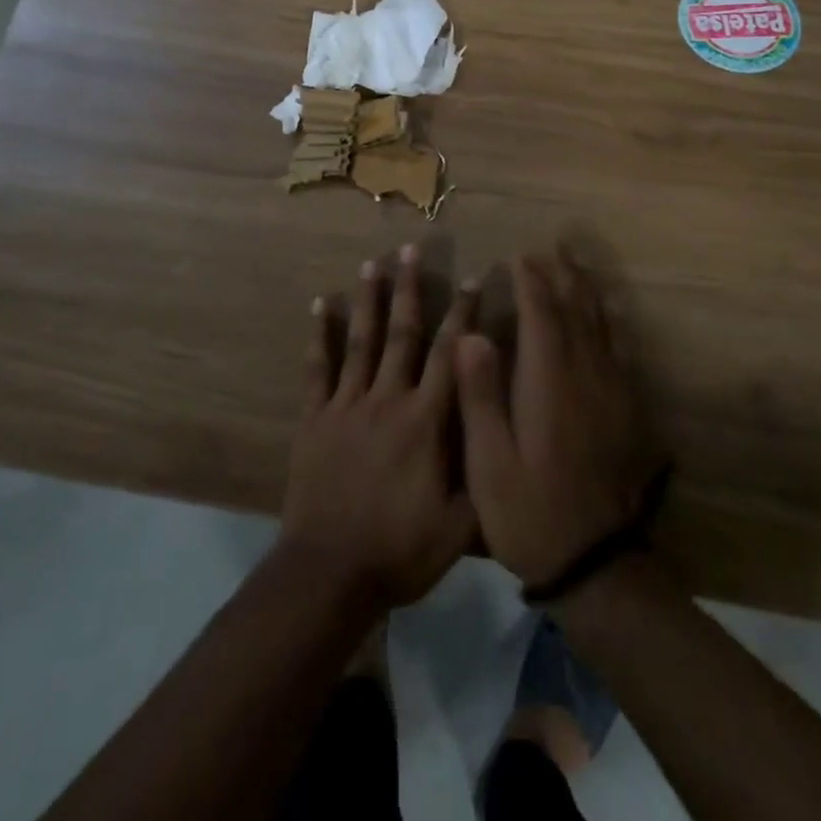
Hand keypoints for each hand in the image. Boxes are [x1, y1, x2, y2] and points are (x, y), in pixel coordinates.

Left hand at [281, 245, 477, 609]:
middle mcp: (388, 399)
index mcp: (426, 421)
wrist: (330, 571)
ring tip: (372, 263)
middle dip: (411, 289)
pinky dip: (319, 335)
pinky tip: (320, 305)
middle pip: (403, 333)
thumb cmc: (401, 550)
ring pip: (360, 340)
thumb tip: (505, 433)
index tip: (472, 278)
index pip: (452, 355)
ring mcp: (347, 405)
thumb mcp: (461, 526)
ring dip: (368, 299)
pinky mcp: (316, 417)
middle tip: (412, 248)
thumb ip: (483, 475)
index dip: (464, 314)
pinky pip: (318, 368)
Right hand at [457, 249, 660, 588]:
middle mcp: (586, 376)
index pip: (542, 316)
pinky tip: (609, 319)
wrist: (599, 565)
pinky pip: (621, 351)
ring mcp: (613, 393)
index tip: (521, 256)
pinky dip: (611, 324)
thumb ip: (479, 395)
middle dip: (564, 276)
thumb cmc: (530, 512)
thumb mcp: (488, 462)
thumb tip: (472, 334)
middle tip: (554, 248)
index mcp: (549, 382)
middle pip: (577, 311)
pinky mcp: (629, 412)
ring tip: (579, 268)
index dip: (531, 282)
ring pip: (603, 327)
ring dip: (589, 293)